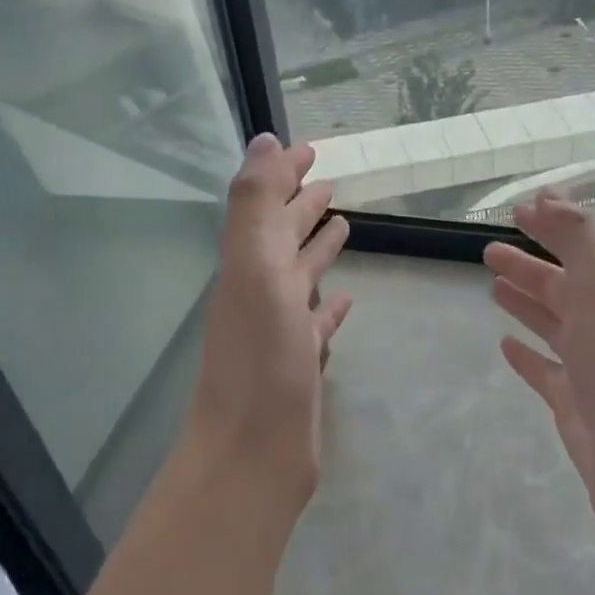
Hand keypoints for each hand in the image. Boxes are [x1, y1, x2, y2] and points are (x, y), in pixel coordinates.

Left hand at [186, 135, 352, 512]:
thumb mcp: (255, 270)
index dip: (283, 174)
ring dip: (318, 250)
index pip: (266, 206)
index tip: (310, 150)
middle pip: (283, 237)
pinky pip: (316, 323)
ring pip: (300, 277)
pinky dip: (330, 307)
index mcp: (248, 266)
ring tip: (343, 226)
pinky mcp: (299, 364)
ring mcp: (279, 330)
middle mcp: (260, 292)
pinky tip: (347, 300)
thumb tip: (263, 141)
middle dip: (302, 206)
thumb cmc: (260, 360)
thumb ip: (255, 205)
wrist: (253, 453)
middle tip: (329, 182)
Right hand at [484, 194, 594, 548]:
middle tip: (489, 251)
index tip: (517, 209)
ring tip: (494, 287)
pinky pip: (545, 371)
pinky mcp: (575, 405)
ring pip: (552, 326)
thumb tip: (546, 195)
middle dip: (529, 267)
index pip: (579, 251)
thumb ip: (578, 240)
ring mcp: (591, 369)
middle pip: (562, 288)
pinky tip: (505, 345)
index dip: (550, 228)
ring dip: (526, 304)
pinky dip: (526, 355)